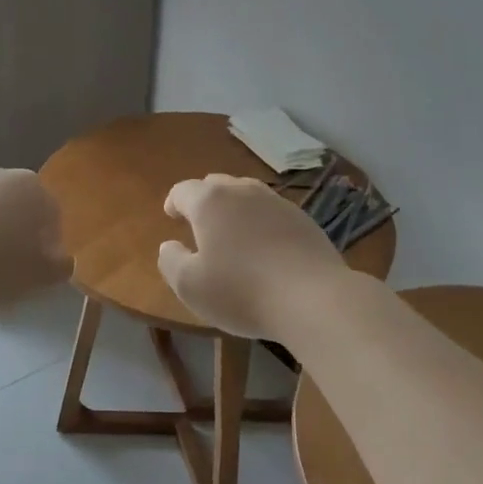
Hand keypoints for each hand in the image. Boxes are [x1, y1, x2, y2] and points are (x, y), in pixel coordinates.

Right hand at [157, 174, 349, 338]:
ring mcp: (277, 203)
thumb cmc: (241, 291)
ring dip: (235, 209)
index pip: (183, 190)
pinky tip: (265, 248)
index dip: (173, 202)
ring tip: (233, 233)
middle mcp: (243, 191)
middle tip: (199, 223)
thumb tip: (169, 245)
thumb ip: (170, 261)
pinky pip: (272, 213)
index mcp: (210, 202)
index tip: (171, 216)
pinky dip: (261, 223)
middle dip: (203, 201)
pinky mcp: (304, 220)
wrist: (313, 298)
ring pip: (247, 195)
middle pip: (216, 185)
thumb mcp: (189, 286)